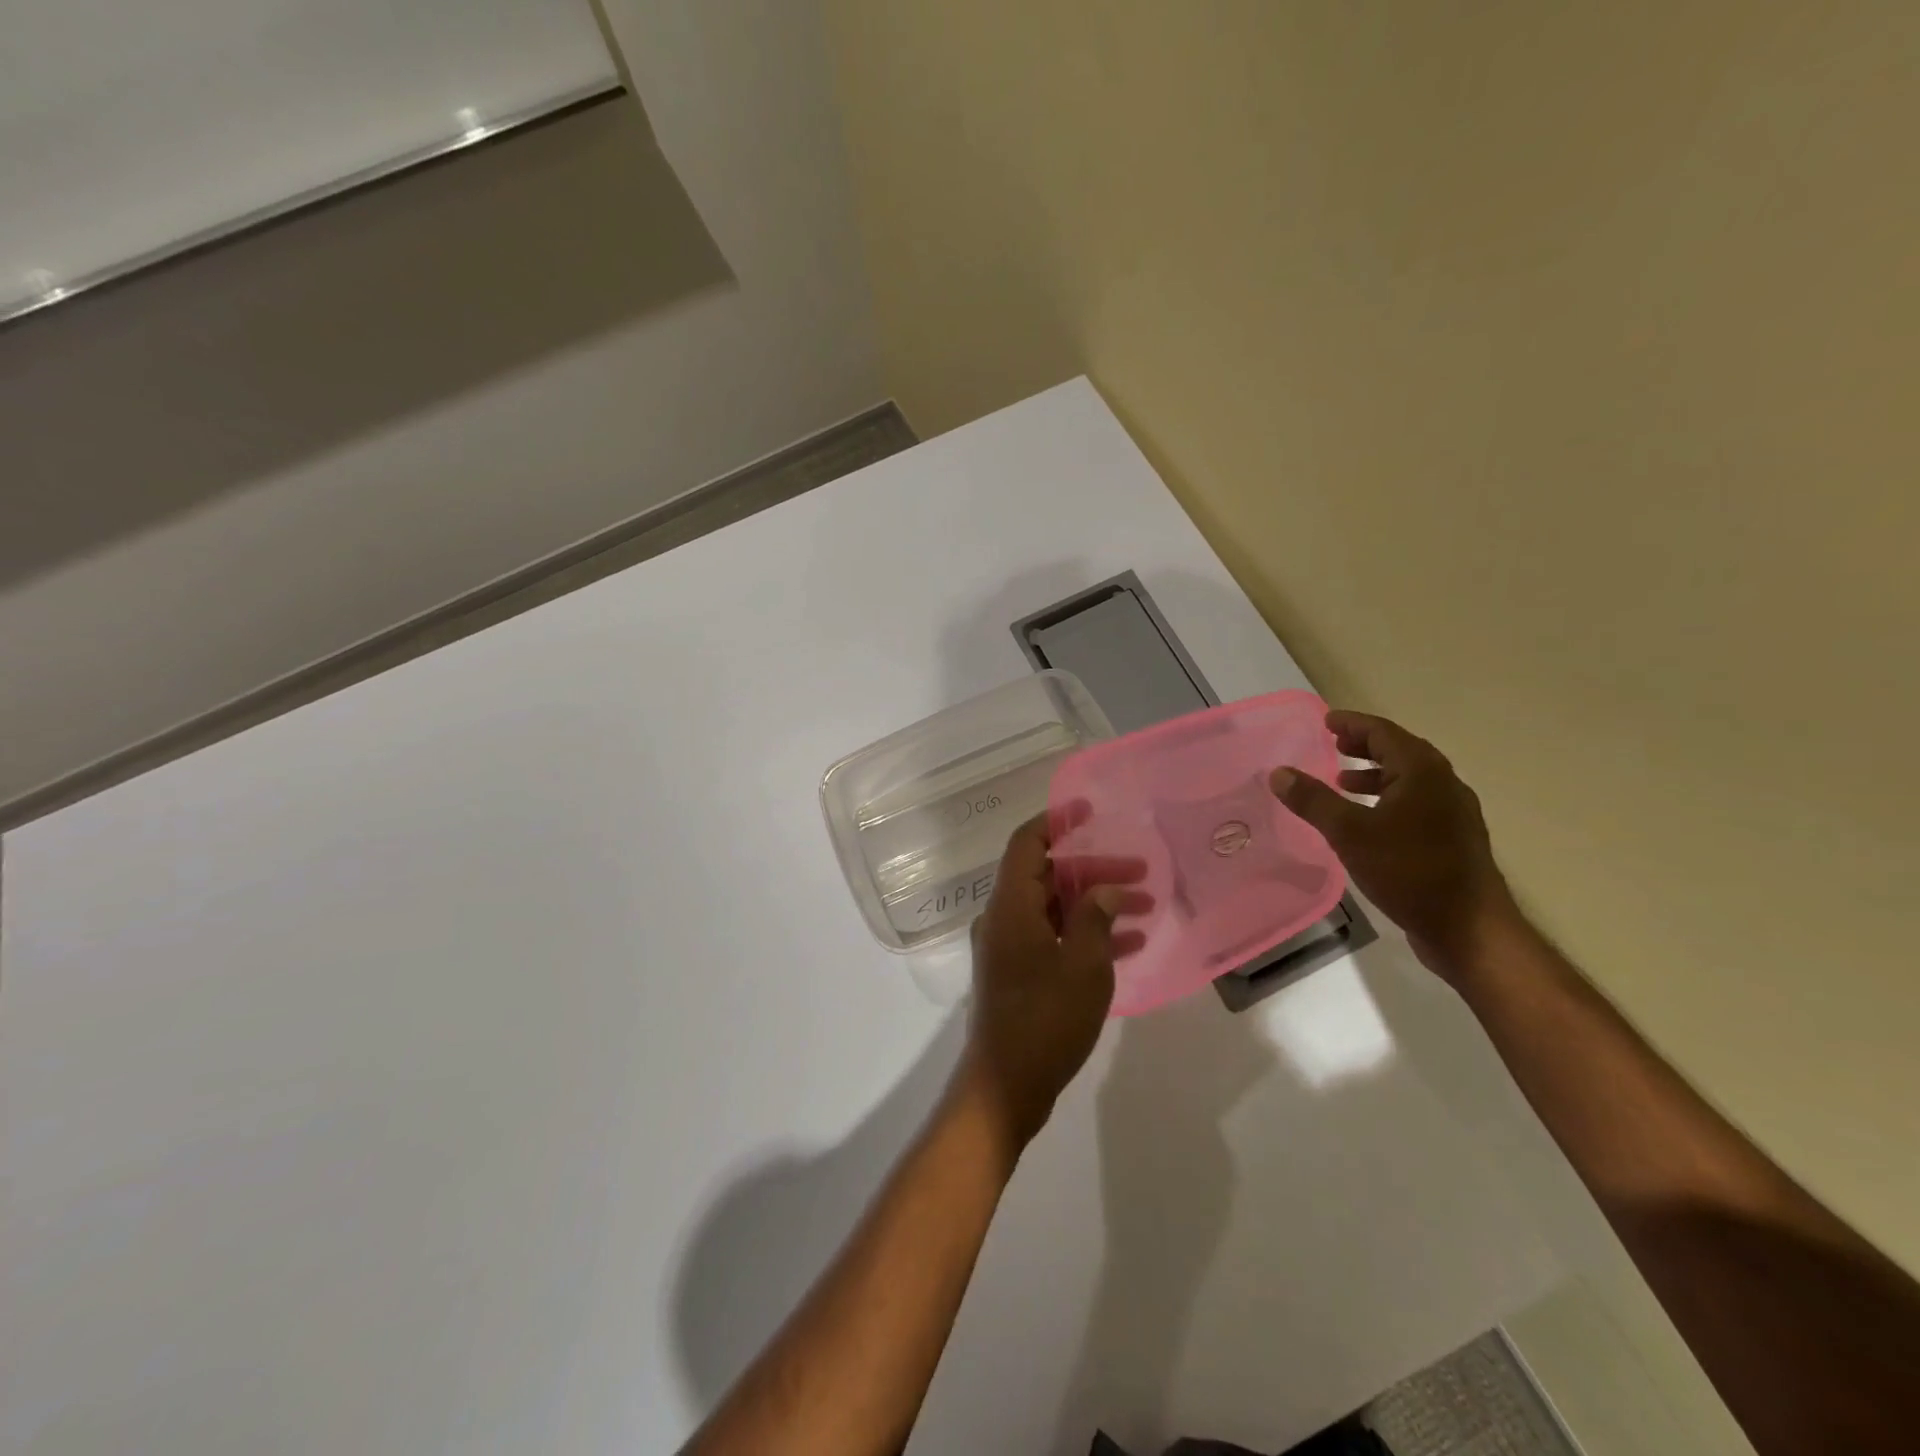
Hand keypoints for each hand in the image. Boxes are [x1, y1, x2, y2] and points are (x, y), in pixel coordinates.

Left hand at [959, 814, 1144, 1147]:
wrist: (1005, 1086)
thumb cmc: (1045, 1019)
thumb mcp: (1082, 965)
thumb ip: (1094, 918)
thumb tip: (1105, 889)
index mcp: (1010, 905)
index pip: (1027, 843)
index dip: (1056, 821)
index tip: (1089, 810)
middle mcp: (1004, 917)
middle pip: (1048, 875)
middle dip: (1094, 870)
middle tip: (1141, 873)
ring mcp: (1009, 946)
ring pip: (1055, 907)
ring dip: (1095, 903)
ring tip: (1145, 906)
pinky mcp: (1018, 972)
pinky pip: (1053, 937)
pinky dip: (1085, 934)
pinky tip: (1128, 943)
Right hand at [1269, 709, 1518, 981]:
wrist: (1468, 929)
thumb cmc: (1409, 871)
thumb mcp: (1349, 833)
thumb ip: (1313, 800)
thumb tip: (1279, 773)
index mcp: (1423, 772)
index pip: (1384, 732)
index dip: (1353, 724)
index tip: (1326, 721)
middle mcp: (1444, 784)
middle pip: (1400, 752)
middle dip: (1365, 746)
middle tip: (1333, 744)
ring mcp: (1453, 814)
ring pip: (1409, 780)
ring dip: (1375, 774)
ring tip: (1342, 781)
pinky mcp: (1453, 840)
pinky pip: (1415, 804)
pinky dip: (1387, 799)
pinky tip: (1368, 821)